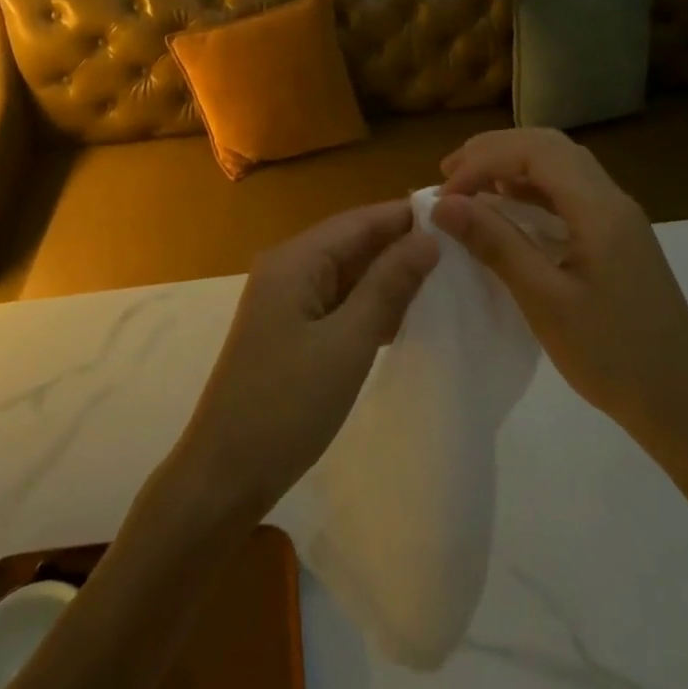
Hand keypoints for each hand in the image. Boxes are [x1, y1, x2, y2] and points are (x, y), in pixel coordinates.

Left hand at [170, 201, 437, 521]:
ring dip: (390, 275)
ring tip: (447, 276)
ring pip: (348, 273)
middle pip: (352, 242)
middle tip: (461, 248)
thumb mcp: (348, 342)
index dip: (406, 216)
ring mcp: (287, 300)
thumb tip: (428, 239)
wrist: (226, 474)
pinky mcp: (291, 330)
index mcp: (295, 260)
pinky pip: (339, 302)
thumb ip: (389, 286)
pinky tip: (410, 313)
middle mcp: (288, 268)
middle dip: (402, 244)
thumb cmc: (287, 404)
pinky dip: (372, 304)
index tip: (458, 214)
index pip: (359, 220)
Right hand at [433, 129, 687, 466]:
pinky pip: (568, 192)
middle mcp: (611, 199)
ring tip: (469, 185)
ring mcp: (618, 217)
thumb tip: (444, 204)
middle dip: (494, 151)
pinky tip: (508, 209)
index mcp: (599, 207)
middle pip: (548, 146)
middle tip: (449, 174)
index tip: (444, 196)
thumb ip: (495, 244)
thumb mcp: (545, 301)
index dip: (483, 161)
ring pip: (560, 165)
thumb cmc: (613, 355)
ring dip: (512, 165)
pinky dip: (531, 188)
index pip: (534, 151)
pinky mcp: (616, 238)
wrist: (685, 403)